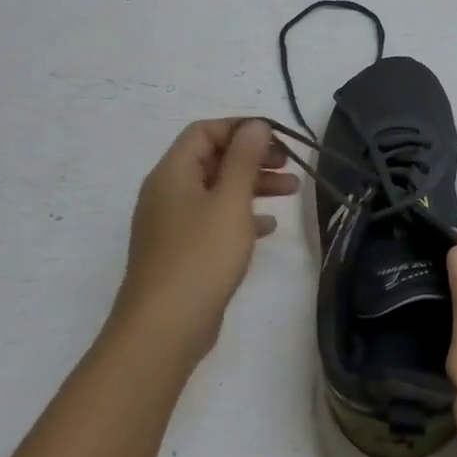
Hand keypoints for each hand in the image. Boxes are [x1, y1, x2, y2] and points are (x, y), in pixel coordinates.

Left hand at [109, 118, 298, 367]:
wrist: (163, 330)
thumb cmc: (200, 257)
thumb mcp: (230, 201)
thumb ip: (244, 159)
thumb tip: (255, 126)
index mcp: (172, 173)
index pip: (204, 131)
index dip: (241, 128)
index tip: (277, 139)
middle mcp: (167, 193)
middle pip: (212, 159)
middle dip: (253, 157)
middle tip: (289, 165)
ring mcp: (172, 225)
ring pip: (217, 190)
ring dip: (253, 185)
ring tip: (292, 191)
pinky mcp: (182, 252)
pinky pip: (214, 220)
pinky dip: (242, 216)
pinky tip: (268, 226)